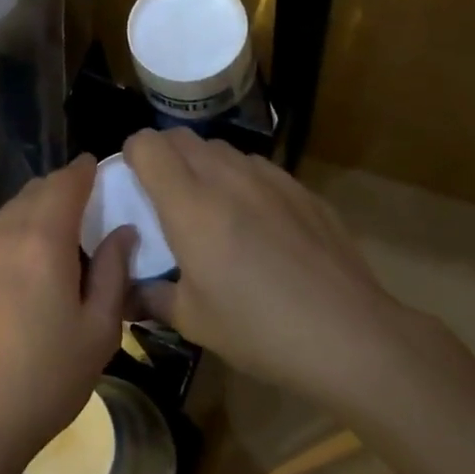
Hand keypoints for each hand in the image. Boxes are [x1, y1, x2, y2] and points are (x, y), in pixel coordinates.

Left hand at [0, 156, 132, 473]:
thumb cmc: (45, 379)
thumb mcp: (98, 331)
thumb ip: (112, 273)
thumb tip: (123, 232)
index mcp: (42, 240)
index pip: (65, 184)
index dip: (83, 170)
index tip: (97, 165)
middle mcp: (4, 234)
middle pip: (35, 191)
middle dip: (61, 186)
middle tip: (86, 199)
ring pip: (10, 211)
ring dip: (36, 207)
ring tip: (59, 227)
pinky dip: (15, 229)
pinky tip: (26, 258)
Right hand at [123, 128, 401, 408]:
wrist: (351, 336)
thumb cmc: (260, 330)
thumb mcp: (193, 321)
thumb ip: (149, 297)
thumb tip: (123, 293)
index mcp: (190, 205)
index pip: (147, 144)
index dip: (132, 155)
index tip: (132, 184)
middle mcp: (226, 177)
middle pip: (181, 137)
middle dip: (163, 155)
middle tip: (164, 196)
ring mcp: (269, 178)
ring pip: (221, 149)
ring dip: (203, 166)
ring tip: (211, 208)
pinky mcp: (301, 188)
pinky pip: (257, 168)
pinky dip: (241, 181)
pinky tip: (257, 224)